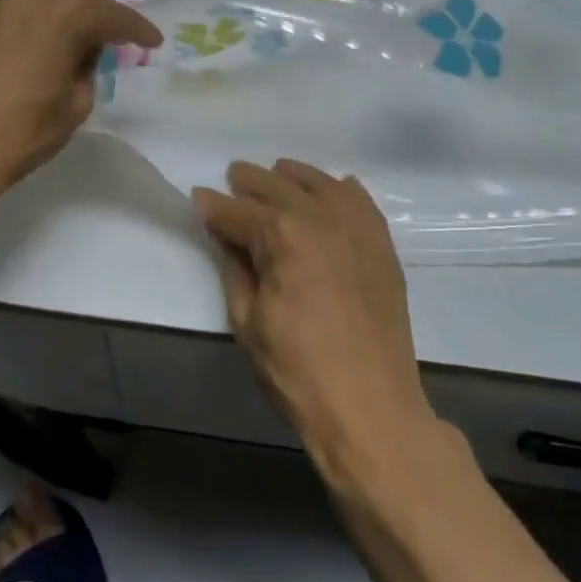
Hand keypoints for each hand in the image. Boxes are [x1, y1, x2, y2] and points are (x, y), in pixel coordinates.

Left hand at [0, 0, 161, 195]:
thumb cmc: (22, 129)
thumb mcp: (75, 104)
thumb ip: (87, 68)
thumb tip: (80, 52)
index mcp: (63, 12)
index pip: (112, 15)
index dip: (136, 29)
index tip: (153, 41)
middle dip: (103, 14)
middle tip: (121, 37)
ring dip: (71, 13)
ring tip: (86, 38)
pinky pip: (24, 8)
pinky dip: (43, 19)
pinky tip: (50, 40)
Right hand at [194, 160, 433, 468]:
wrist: (371, 407)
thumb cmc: (297, 370)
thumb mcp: (247, 320)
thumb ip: (234, 267)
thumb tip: (226, 235)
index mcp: (282, 235)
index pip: (238, 212)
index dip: (214, 206)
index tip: (198, 197)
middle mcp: (321, 216)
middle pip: (277, 186)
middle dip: (249, 181)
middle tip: (232, 178)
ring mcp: (357, 227)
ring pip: (319, 183)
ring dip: (292, 177)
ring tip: (276, 174)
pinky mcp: (381, 244)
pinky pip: (359, 200)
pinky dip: (339, 189)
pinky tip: (330, 190)